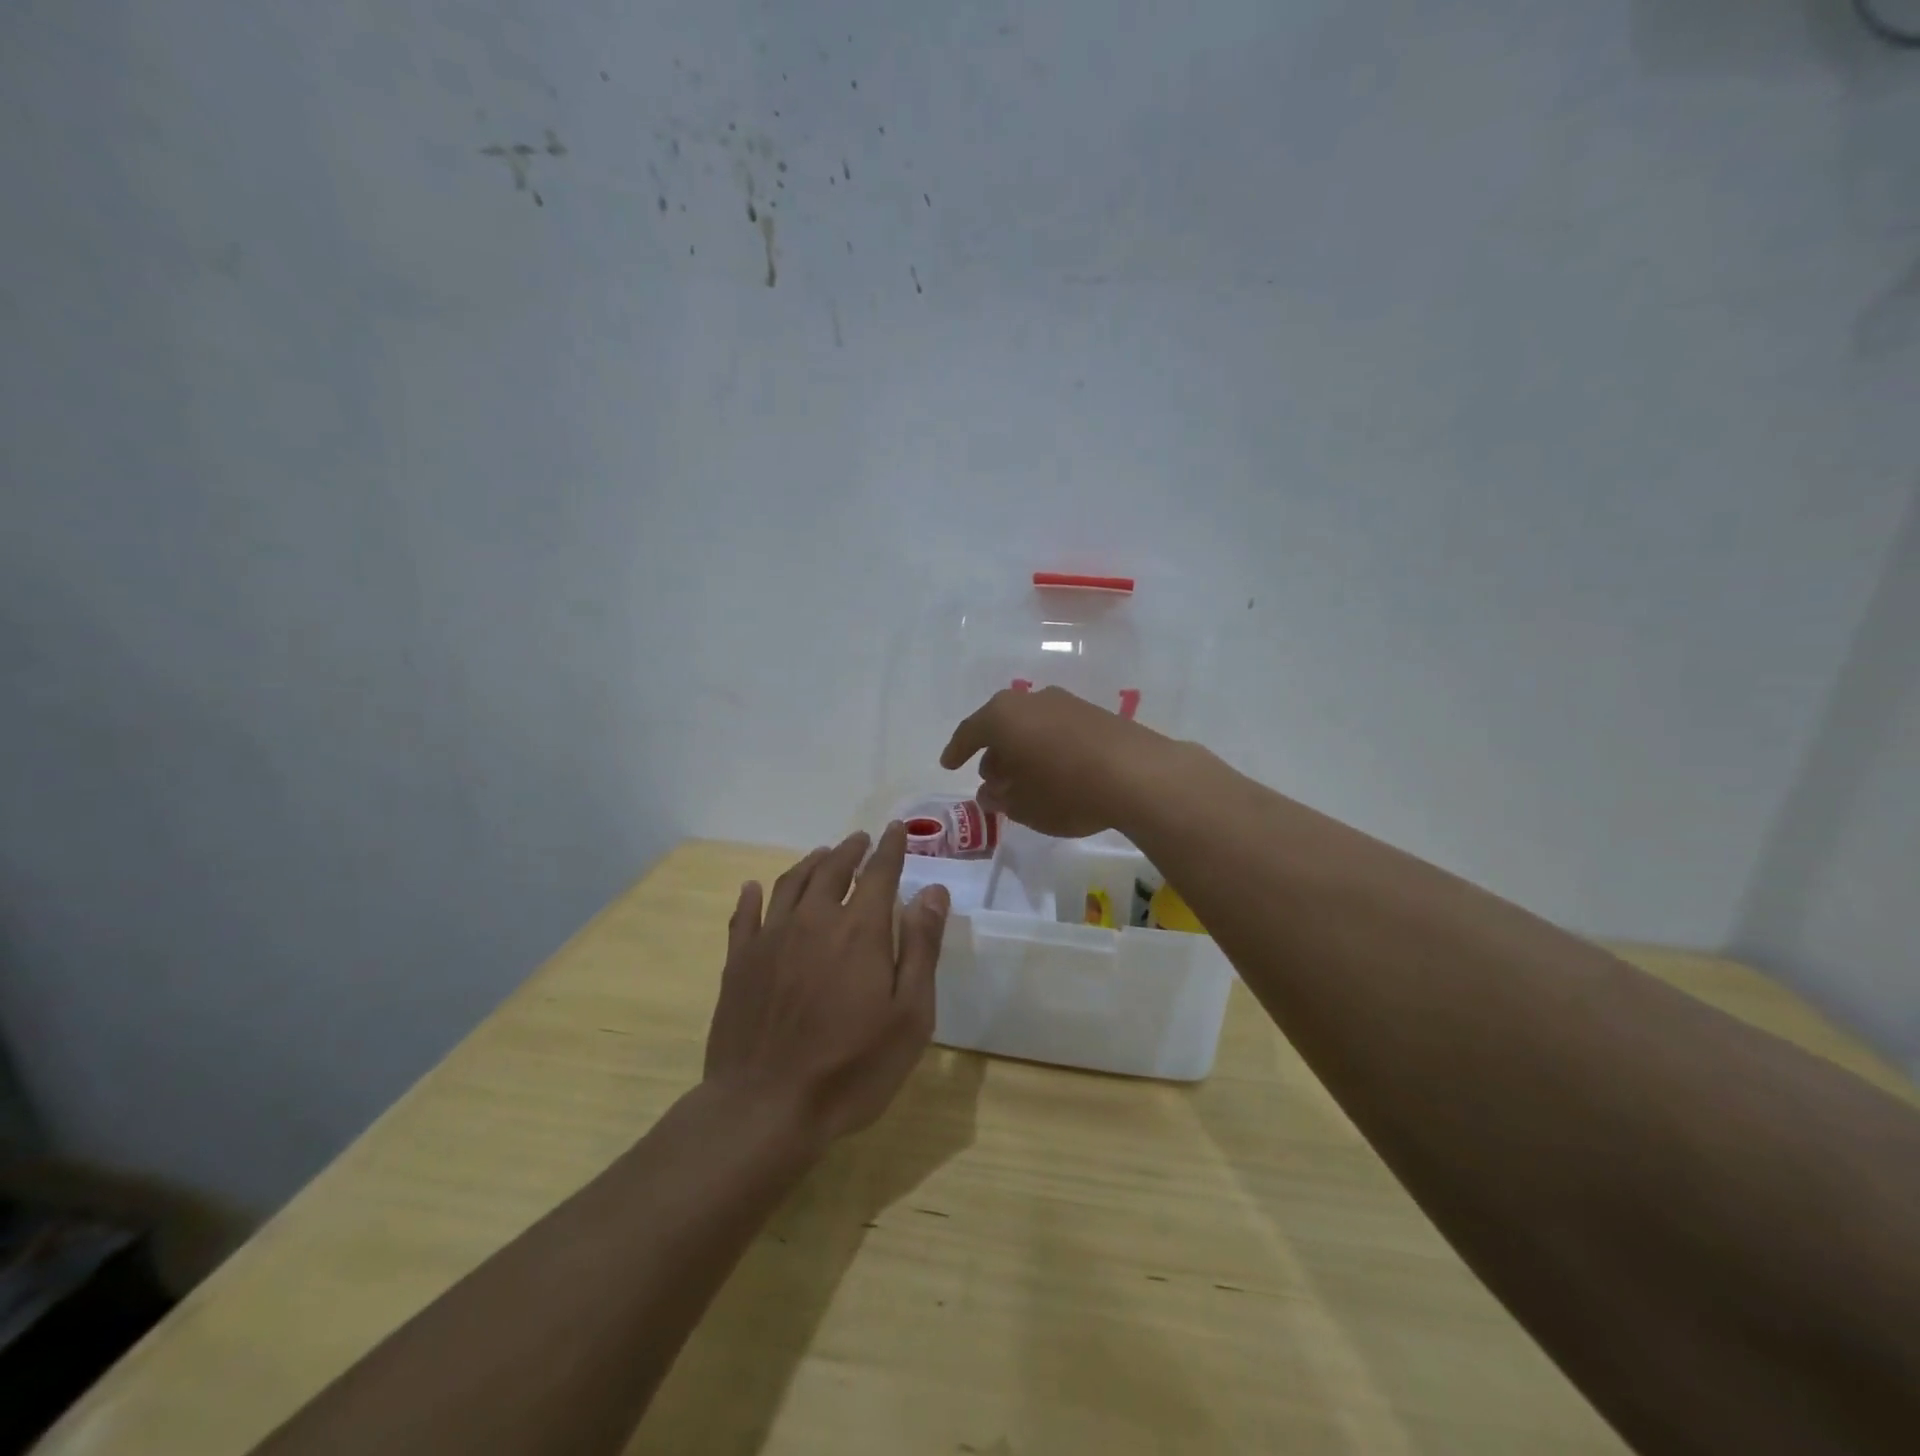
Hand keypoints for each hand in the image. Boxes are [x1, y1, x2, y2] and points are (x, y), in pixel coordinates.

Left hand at [703, 824, 949, 1145]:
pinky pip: (746, 915)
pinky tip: (754, 887)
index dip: (892, 848)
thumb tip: (933, 892)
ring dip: (811, 863)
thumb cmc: (852, 1067)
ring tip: (823, 854)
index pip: (880, 872)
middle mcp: (815, 919)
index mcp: (860, 929)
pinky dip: (753, 896)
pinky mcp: (739, 962)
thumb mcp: (909, 1015)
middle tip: (861, 839)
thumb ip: (921, 947)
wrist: (766, 1106)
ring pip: (792, 883)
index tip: (897, 829)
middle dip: (851, 850)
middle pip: (834, 869)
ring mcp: (772, 938)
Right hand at [940, 685, 1172, 838]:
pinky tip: (1055, 772)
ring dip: (1022, 751)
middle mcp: (1032, 700)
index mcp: (1003, 716)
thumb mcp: (1023, 805)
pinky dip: (1048, 748)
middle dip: (993, 753)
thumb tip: (990, 791)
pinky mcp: (1095, 714)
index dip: (957, 751)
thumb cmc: (1066, 791)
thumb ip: (1000, 797)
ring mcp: (1066, 703)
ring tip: (1024, 780)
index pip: (970, 732)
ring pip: (1031, 726)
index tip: (948, 765)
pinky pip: (1057, 729)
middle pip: (1002, 725)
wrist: (1138, 775)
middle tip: (991, 779)